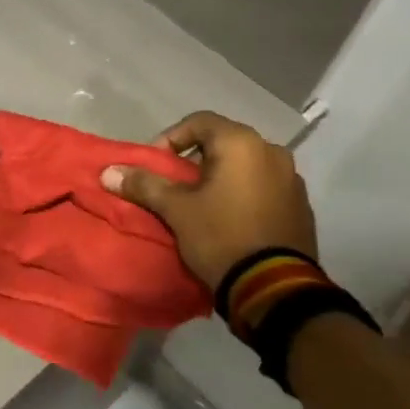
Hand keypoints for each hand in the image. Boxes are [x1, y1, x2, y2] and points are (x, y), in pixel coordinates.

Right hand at [100, 111, 316, 290]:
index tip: (155, 164)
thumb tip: (108, 172)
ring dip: (221, 176)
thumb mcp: (175, 210)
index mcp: (242, 143)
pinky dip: (243, 193)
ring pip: (246, 165)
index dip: (170, 137)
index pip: (199, 121)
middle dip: (195, 160)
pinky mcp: (301, 206)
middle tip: (174, 185)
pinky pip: (264, 187)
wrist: (273, 287)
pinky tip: (229, 219)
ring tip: (200, 203)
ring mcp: (292, 179)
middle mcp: (272, 151)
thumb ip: (143, 185)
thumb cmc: (220, 236)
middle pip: (224, 142)